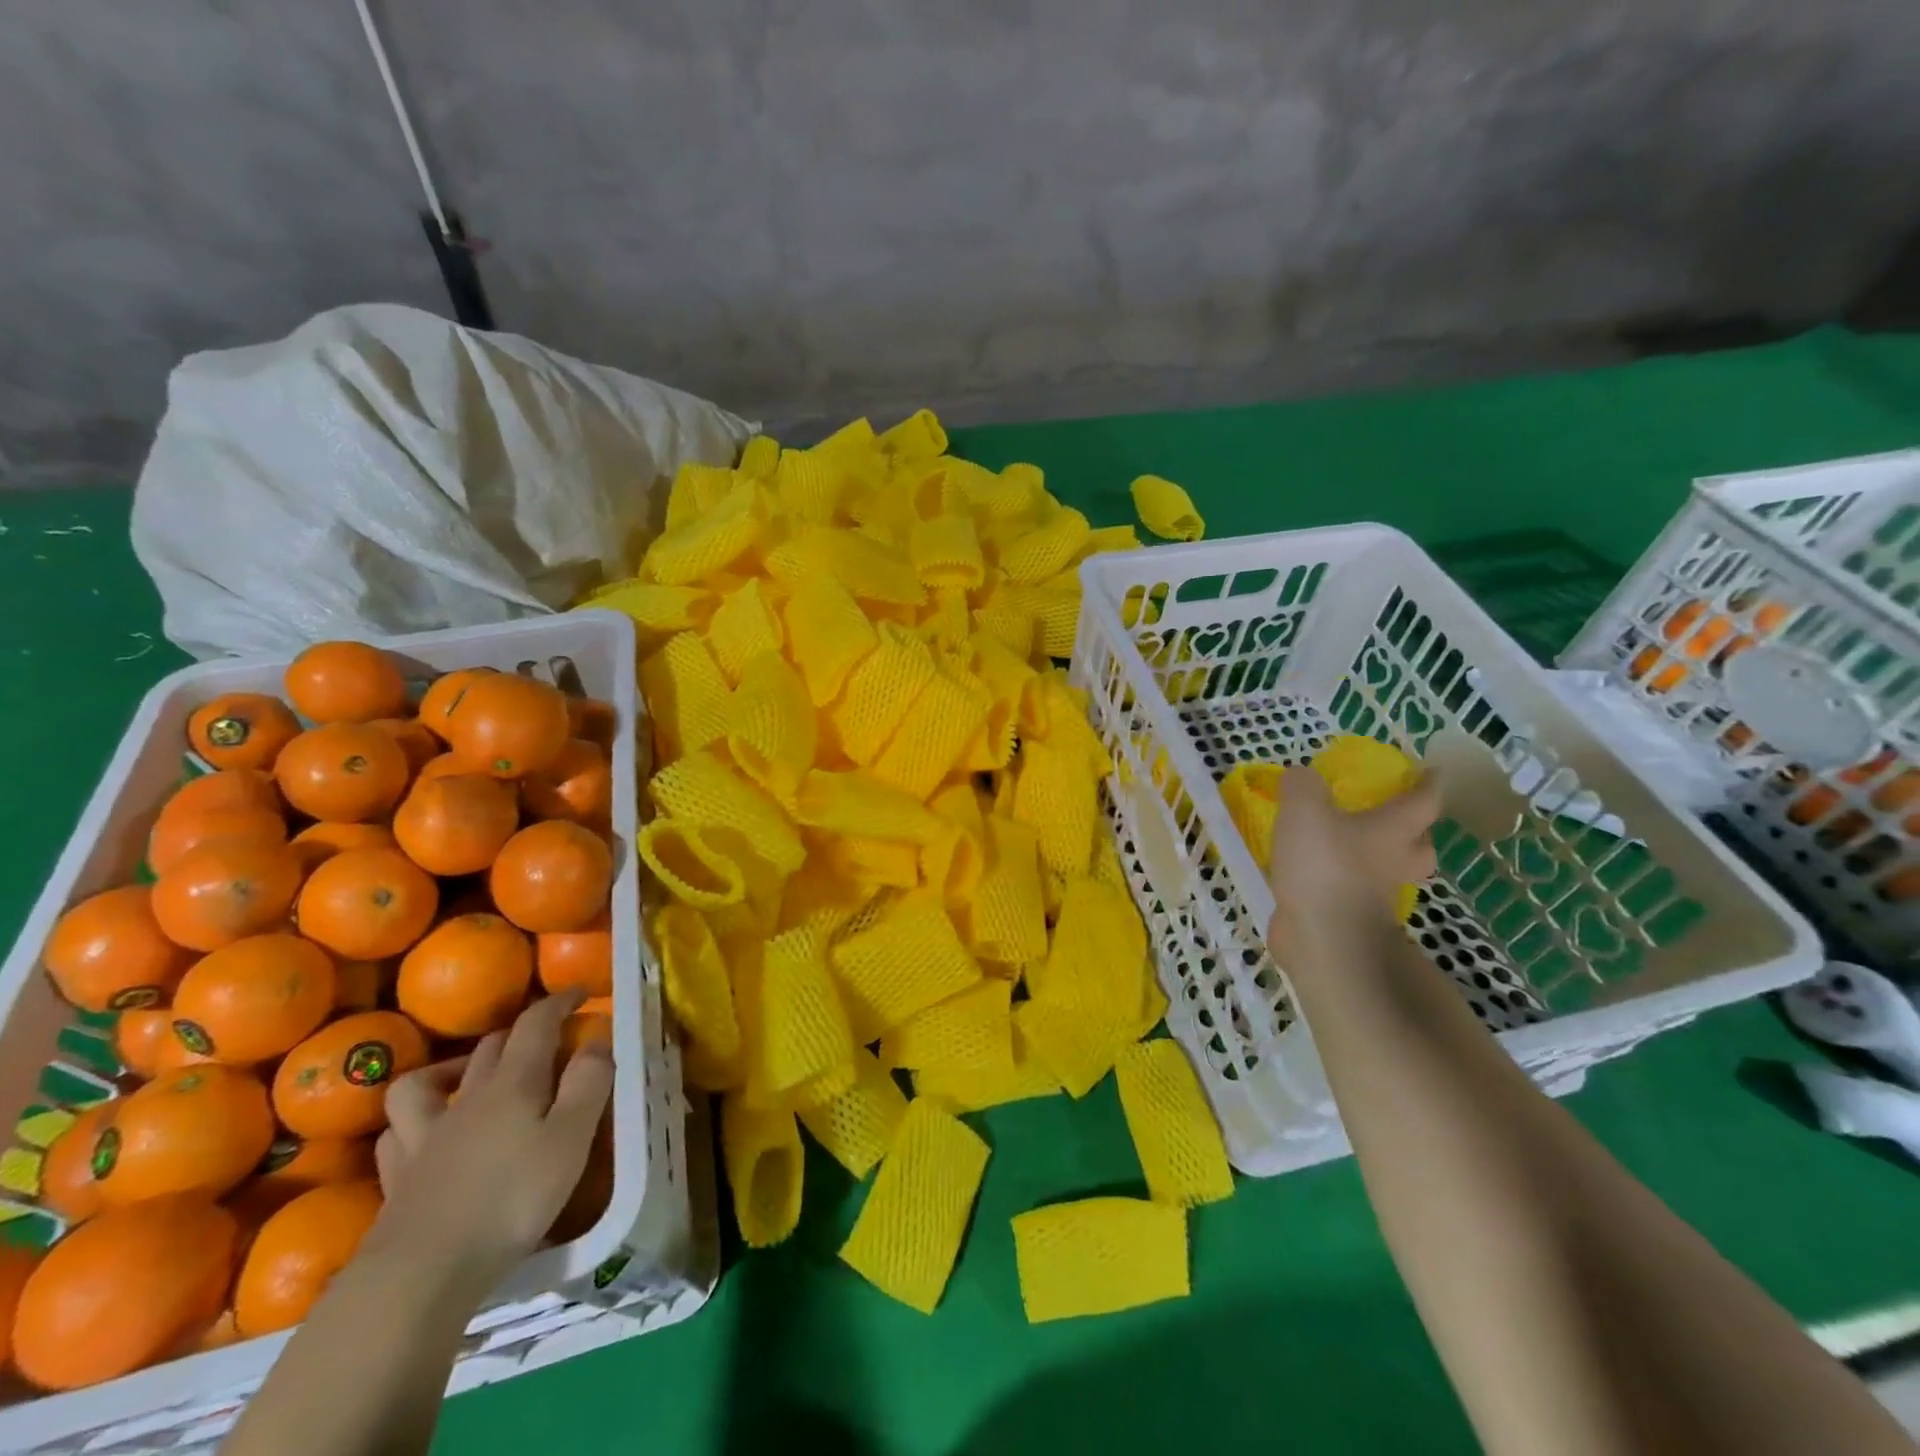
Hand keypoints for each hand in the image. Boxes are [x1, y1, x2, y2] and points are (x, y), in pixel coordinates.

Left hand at [369, 990, 614, 1294]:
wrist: (422, 1273)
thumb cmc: (512, 1200)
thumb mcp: (571, 1139)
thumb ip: (589, 1084)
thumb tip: (597, 1039)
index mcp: (513, 1083)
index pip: (535, 1024)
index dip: (558, 1002)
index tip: (581, 993)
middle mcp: (467, 1098)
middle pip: (491, 1045)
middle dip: (521, 1031)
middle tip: (546, 1038)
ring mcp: (426, 1137)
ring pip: (426, 1081)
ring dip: (452, 1067)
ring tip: (470, 1076)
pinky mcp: (398, 1176)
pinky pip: (398, 1132)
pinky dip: (412, 1121)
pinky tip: (425, 1131)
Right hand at [1265, 765, 1439, 965]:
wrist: (1323, 938)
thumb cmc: (1324, 866)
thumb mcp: (1304, 808)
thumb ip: (1302, 785)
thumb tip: (1301, 777)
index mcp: (1393, 831)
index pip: (1423, 801)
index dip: (1428, 784)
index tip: (1430, 771)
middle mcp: (1394, 863)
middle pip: (1420, 846)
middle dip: (1413, 831)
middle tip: (1391, 818)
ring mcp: (1376, 896)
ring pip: (1390, 873)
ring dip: (1377, 860)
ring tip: (1346, 847)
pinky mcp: (1352, 918)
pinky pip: (1354, 893)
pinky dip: (1342, 883)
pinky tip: (1316, 875)